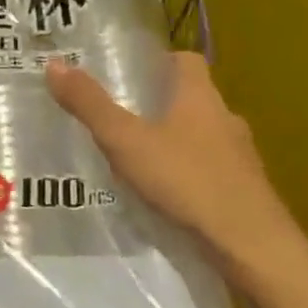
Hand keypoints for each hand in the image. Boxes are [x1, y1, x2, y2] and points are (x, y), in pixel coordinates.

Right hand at [46, 53, 307, 296]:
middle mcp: (225, 118)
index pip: (186, 60)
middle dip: (161, 104)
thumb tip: (54, 65)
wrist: (253, 247)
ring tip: (140, 158)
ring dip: (177, 141)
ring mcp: (240, 157)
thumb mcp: (126, 142)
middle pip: (193, 98)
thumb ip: (90, 106)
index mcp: (200, 96)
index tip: (130, 71)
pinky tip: (168, 195)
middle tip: (122, 115)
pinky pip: (213, 170)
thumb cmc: (188, 181)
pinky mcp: (246, 191)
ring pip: (204, 136)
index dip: (160, 61)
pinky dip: (191, 174)